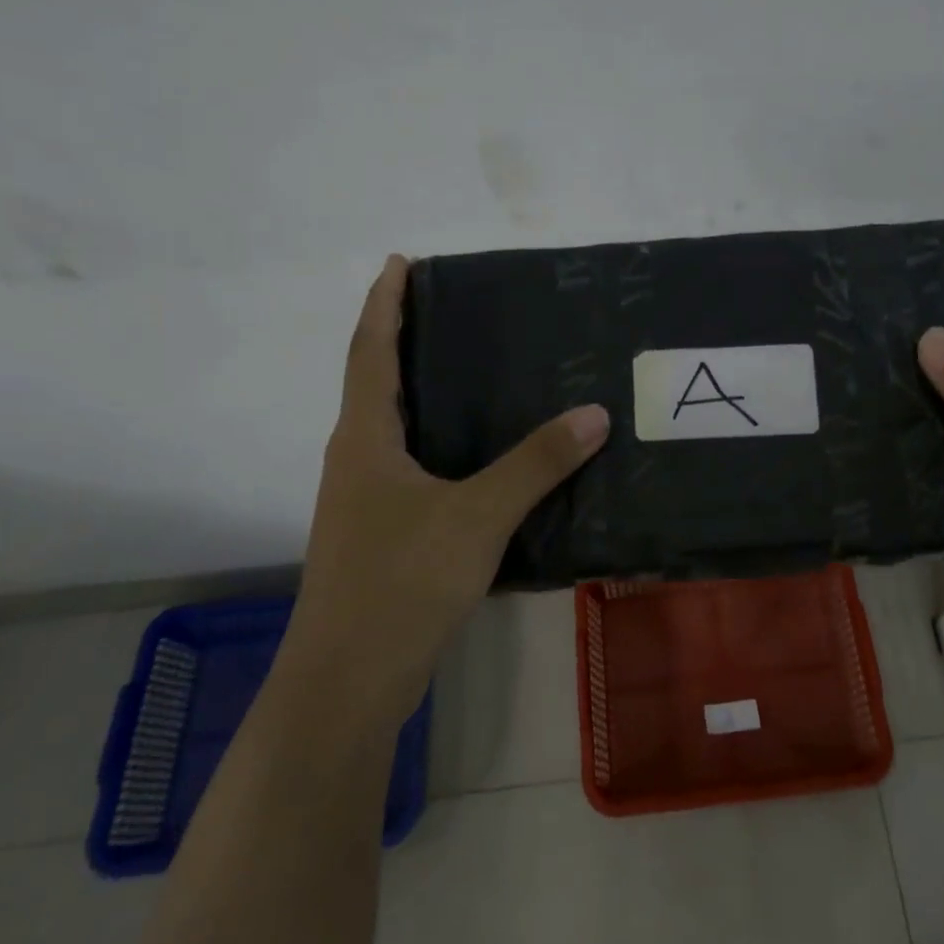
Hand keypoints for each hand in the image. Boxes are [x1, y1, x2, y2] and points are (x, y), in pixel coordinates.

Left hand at [281, 255, 609, 729]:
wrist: (349, 682)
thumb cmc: (402, 582)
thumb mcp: (478, 516)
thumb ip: (537, 463)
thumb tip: (594, 412)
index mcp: (365, 438)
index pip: (371, 351)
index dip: (384, 303)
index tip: (399, 262)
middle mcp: (356, 459)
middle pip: (374, 381)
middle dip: (401, 338)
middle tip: (449, 309)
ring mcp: (364, 500)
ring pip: (390, 426)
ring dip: (418, 389)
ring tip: (467, 369)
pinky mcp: (380, 533)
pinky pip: (408, 464)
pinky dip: (435, 439)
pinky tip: (474, 453)